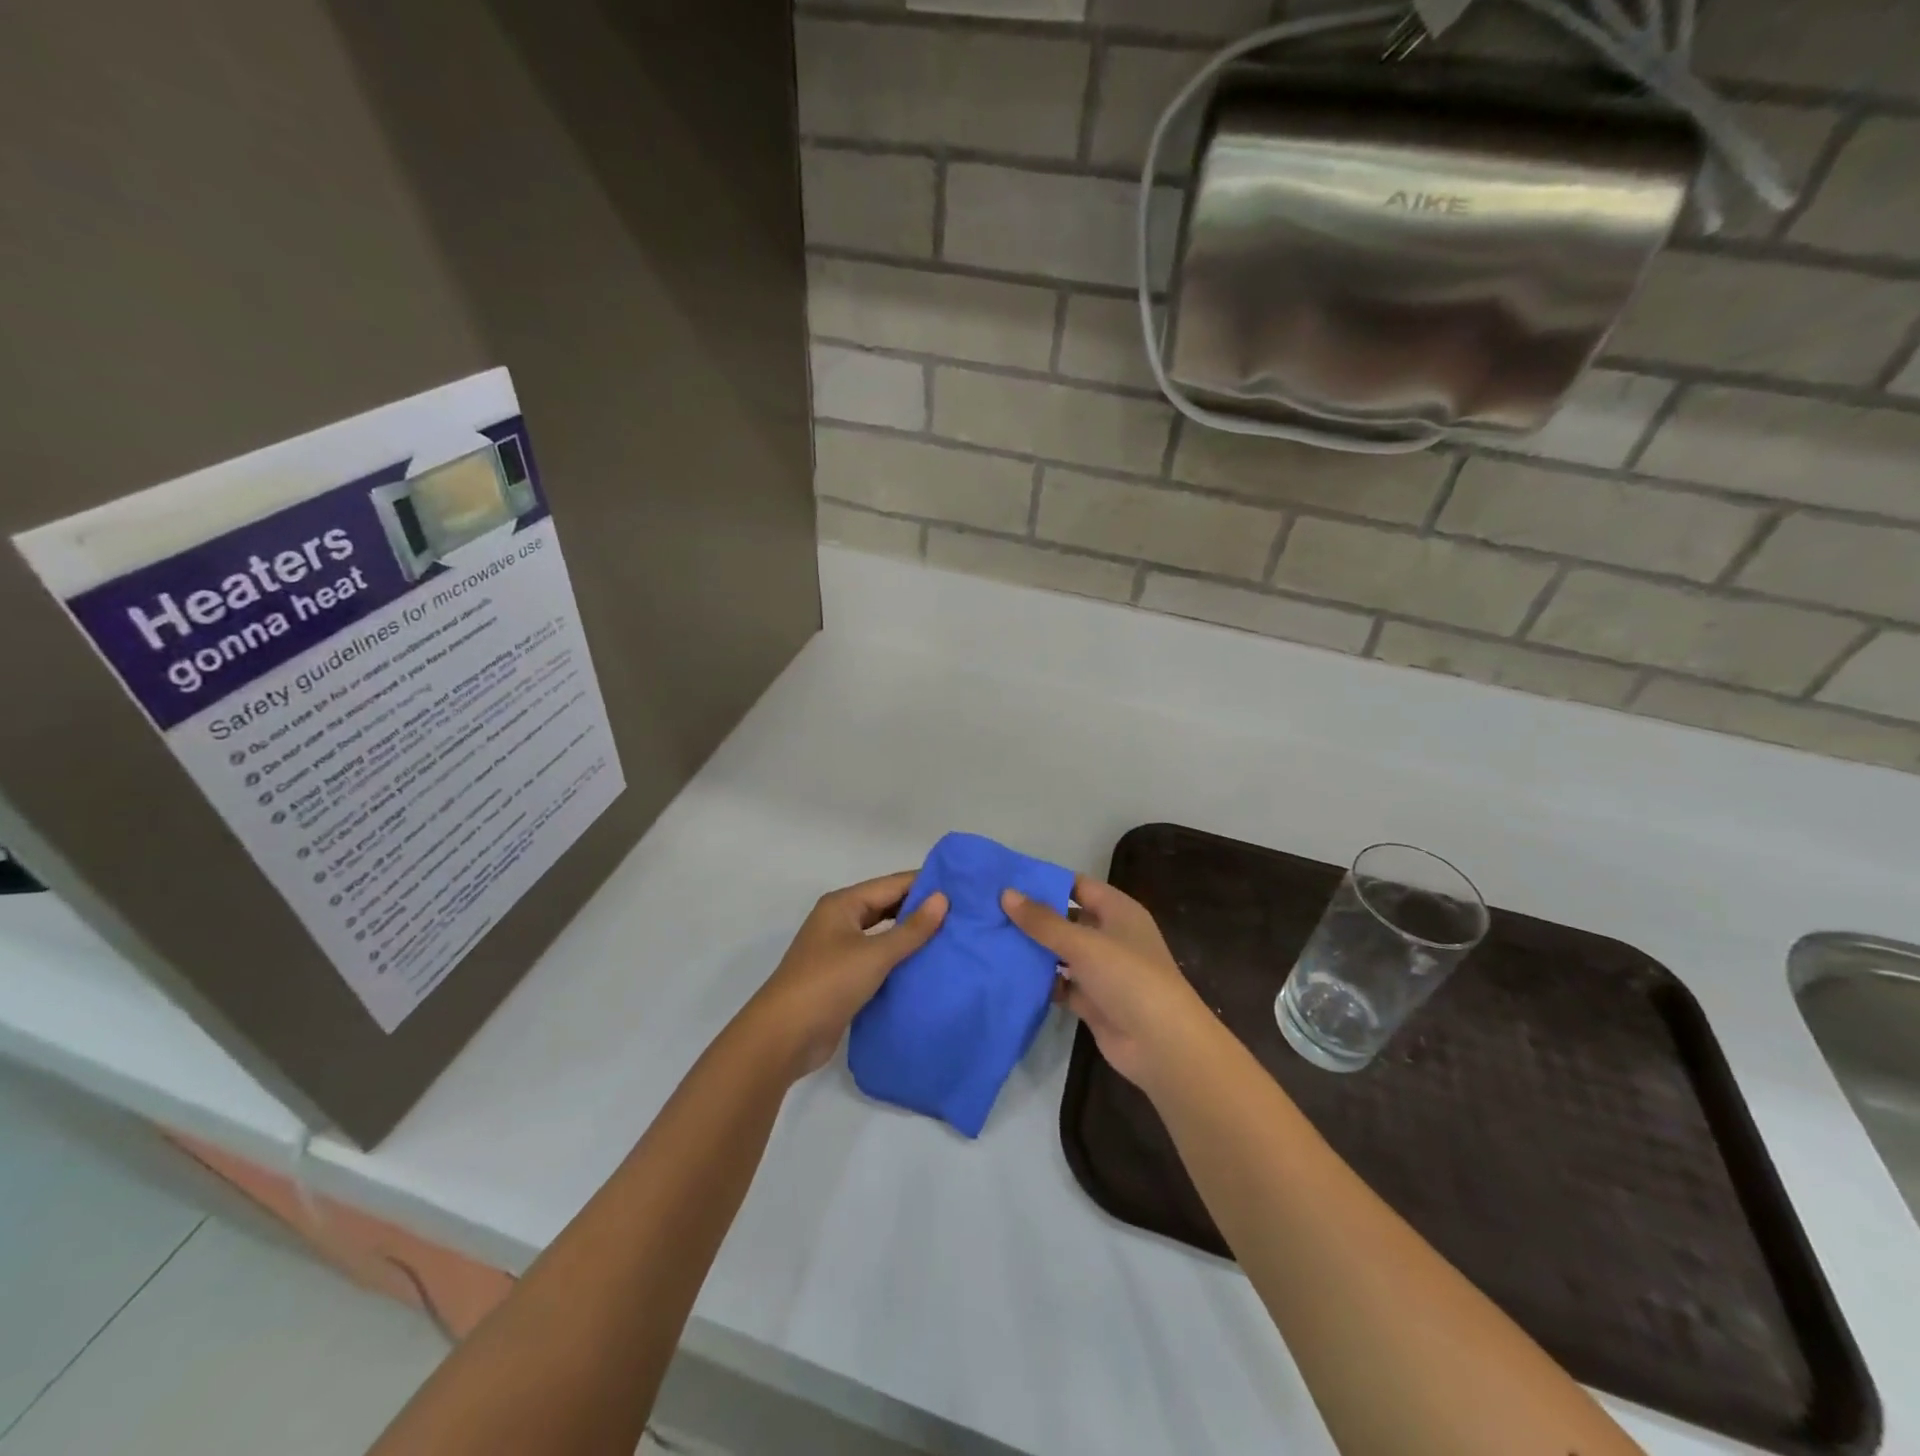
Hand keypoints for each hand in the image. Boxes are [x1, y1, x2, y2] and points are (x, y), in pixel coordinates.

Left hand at [749, 872, 947, 1079]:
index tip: (962, 887)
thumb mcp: (874, 954)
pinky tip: (927, 966)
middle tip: (963, 913)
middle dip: (921, 910)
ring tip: (952, 937)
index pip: (892, 884)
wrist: (783, 1037)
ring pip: (883, 935)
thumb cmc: (828, 983)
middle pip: (887, 907)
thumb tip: (943, 899)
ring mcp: (839, 951)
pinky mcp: (843, 979)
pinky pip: (878, 960)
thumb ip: (911, 928)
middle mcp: (840, 921)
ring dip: (911, 937)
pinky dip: (899, 960)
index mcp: (843, 904)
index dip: (925, 884)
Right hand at [1002, 876, 1217, 1093]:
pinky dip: (1041, 981)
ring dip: (1034, 950)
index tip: (1007, 879)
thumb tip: (1006, 893)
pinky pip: (1061, 983)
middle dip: (1034, 917)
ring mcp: (1102, 970)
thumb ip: (1043, 921)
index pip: (1077, 885)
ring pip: (1062, 953)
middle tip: (990, 910)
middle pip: (1067, 919)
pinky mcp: (1093, 1001)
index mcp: (1118, 911)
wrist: (1162, 1045)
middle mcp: (1111, 936)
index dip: (1045, 881)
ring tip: (992, 940)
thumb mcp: (1083, 943)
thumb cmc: (1128, 978)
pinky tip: (1009, 976)